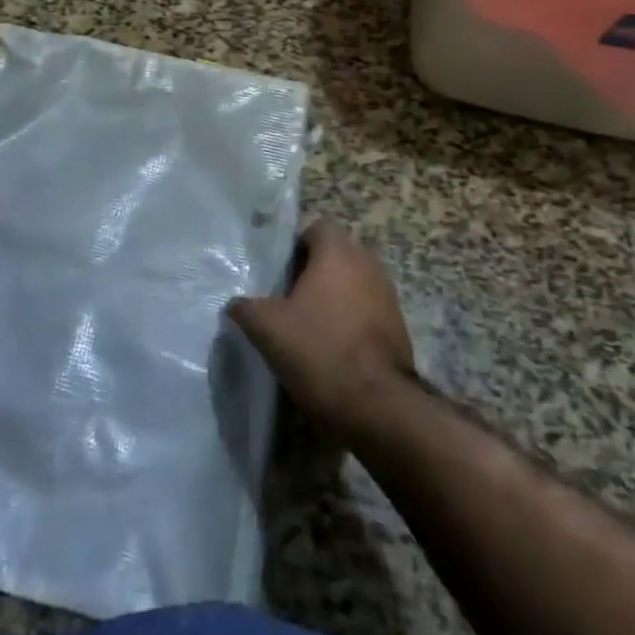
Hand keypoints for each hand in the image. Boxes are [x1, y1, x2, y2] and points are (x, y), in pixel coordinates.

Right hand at [228, 221, 414, 436]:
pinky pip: (367, 311)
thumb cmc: (320, 351)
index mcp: (338, 253)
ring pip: (353, 283)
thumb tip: (235, 304)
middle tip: (288, 299)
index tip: (281, 273)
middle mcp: (368, 265)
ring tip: (309, 326)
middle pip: (336, 255)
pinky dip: (350, 321)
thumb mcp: (267, 328)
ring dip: (334, 298)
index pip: (317, 227)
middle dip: (314, 272)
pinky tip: (332, 348)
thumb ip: (245, 308)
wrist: (378, 407)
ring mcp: (388, 296)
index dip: (296, 246)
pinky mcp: (398, 328)